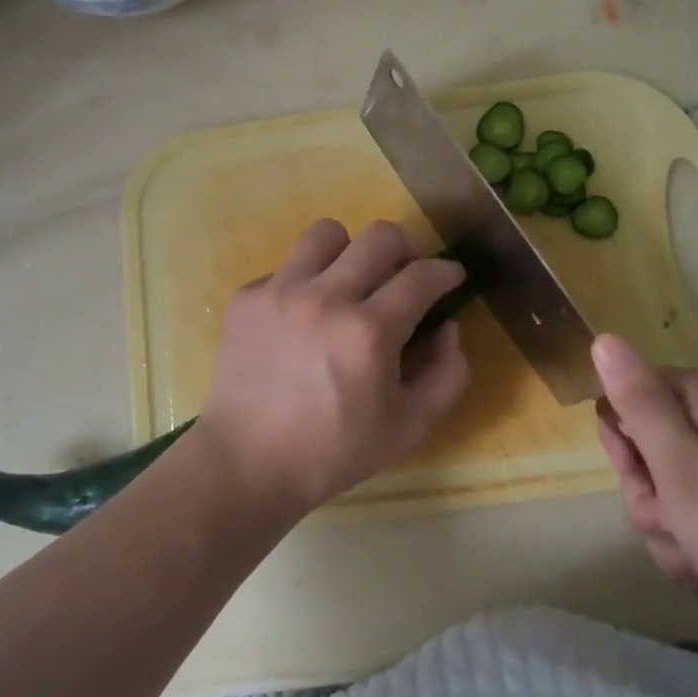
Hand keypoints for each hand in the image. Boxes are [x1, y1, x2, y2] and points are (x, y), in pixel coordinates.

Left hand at [195, 219, 469, 518]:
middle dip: (406, 247)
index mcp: (370, 332)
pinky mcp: (247, 297)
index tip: (450, 276)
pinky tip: (301, 317)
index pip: (422, 275)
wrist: (247, 463)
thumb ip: (448, 374)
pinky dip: (304, 282)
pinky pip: (287, 266)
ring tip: (348, 280)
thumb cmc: (334, 451)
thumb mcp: (410, 427)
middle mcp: (326, 298)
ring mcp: (281, 291)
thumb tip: (447, 326)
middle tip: (404, 272)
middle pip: (380, 235)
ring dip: (349, 251)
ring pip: (327, 233)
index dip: (446, 271)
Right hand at [592, 335, 697, 668]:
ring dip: (680, 533)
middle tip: (682, 532)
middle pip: (649, 448)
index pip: (623, 402)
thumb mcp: (680, 469)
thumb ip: (637, 403)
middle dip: (654, 501)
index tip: (651, 489)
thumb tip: (603, 339)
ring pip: (675, 490)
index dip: (624, 450)